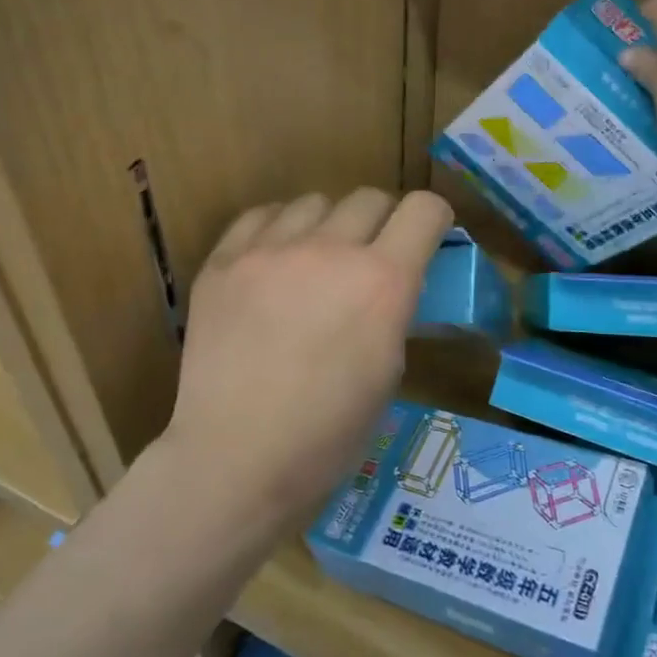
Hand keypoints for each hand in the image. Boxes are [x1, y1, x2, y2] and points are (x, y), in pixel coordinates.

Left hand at [163, 188, 453, 532]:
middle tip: (370, 257)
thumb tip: (389, 284)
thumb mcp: (388, 370)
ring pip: (315, 201)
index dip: (432, 218)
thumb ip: (394, 309)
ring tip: (315, 261)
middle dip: (382, 222)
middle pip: (370, 197)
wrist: (236, 460)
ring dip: (328, 225)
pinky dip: (278, 230)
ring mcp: (270, 250)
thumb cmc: (328, 435)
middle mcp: (330, 250)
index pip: (423, 208)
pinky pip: (262, 216)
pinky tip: (273, 263)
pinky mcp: (223, 261)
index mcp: (383, 282)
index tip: (427, 236)